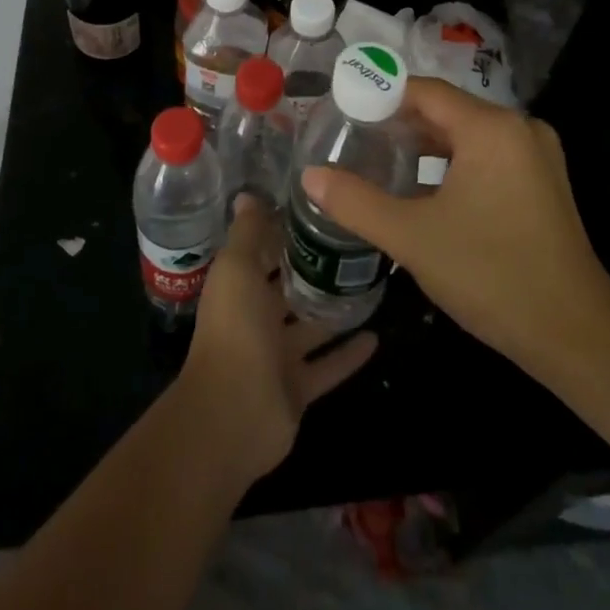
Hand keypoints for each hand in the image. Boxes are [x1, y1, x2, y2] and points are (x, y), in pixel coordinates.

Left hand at [172, 195, 377, 488]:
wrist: (232, 414)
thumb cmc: (235, 329)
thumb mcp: (237, 268)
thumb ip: (248, 232)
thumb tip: (248, 195)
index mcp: (240, 285)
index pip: (265, 251)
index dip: (285, 231)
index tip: (320, 210)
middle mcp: (257, 317)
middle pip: (291, 288)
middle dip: (316, 269)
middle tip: (357, 244)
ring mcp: (278, 356)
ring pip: (312, 327)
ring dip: (336, 311)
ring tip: (372, 285)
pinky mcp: (298, 388)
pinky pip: (328, 366)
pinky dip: (348, 354)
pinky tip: (377, 336)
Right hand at [301, 77, 609, 380]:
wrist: (576, 336)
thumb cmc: (491, 275)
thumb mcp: (413, 238)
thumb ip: (356, 202)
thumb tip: (310, 176)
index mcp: (491, 128)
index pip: (425, 91)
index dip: (382, 95)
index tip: (344, 108)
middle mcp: (519, 128)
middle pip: (447, 110)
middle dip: (400, 122)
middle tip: (355, 137)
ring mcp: (536, 155)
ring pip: (468, 134)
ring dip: (426, 145)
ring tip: (381, 159)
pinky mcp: (544, 182)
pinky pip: (488, 155)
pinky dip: (453, 163)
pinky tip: (424, 188)